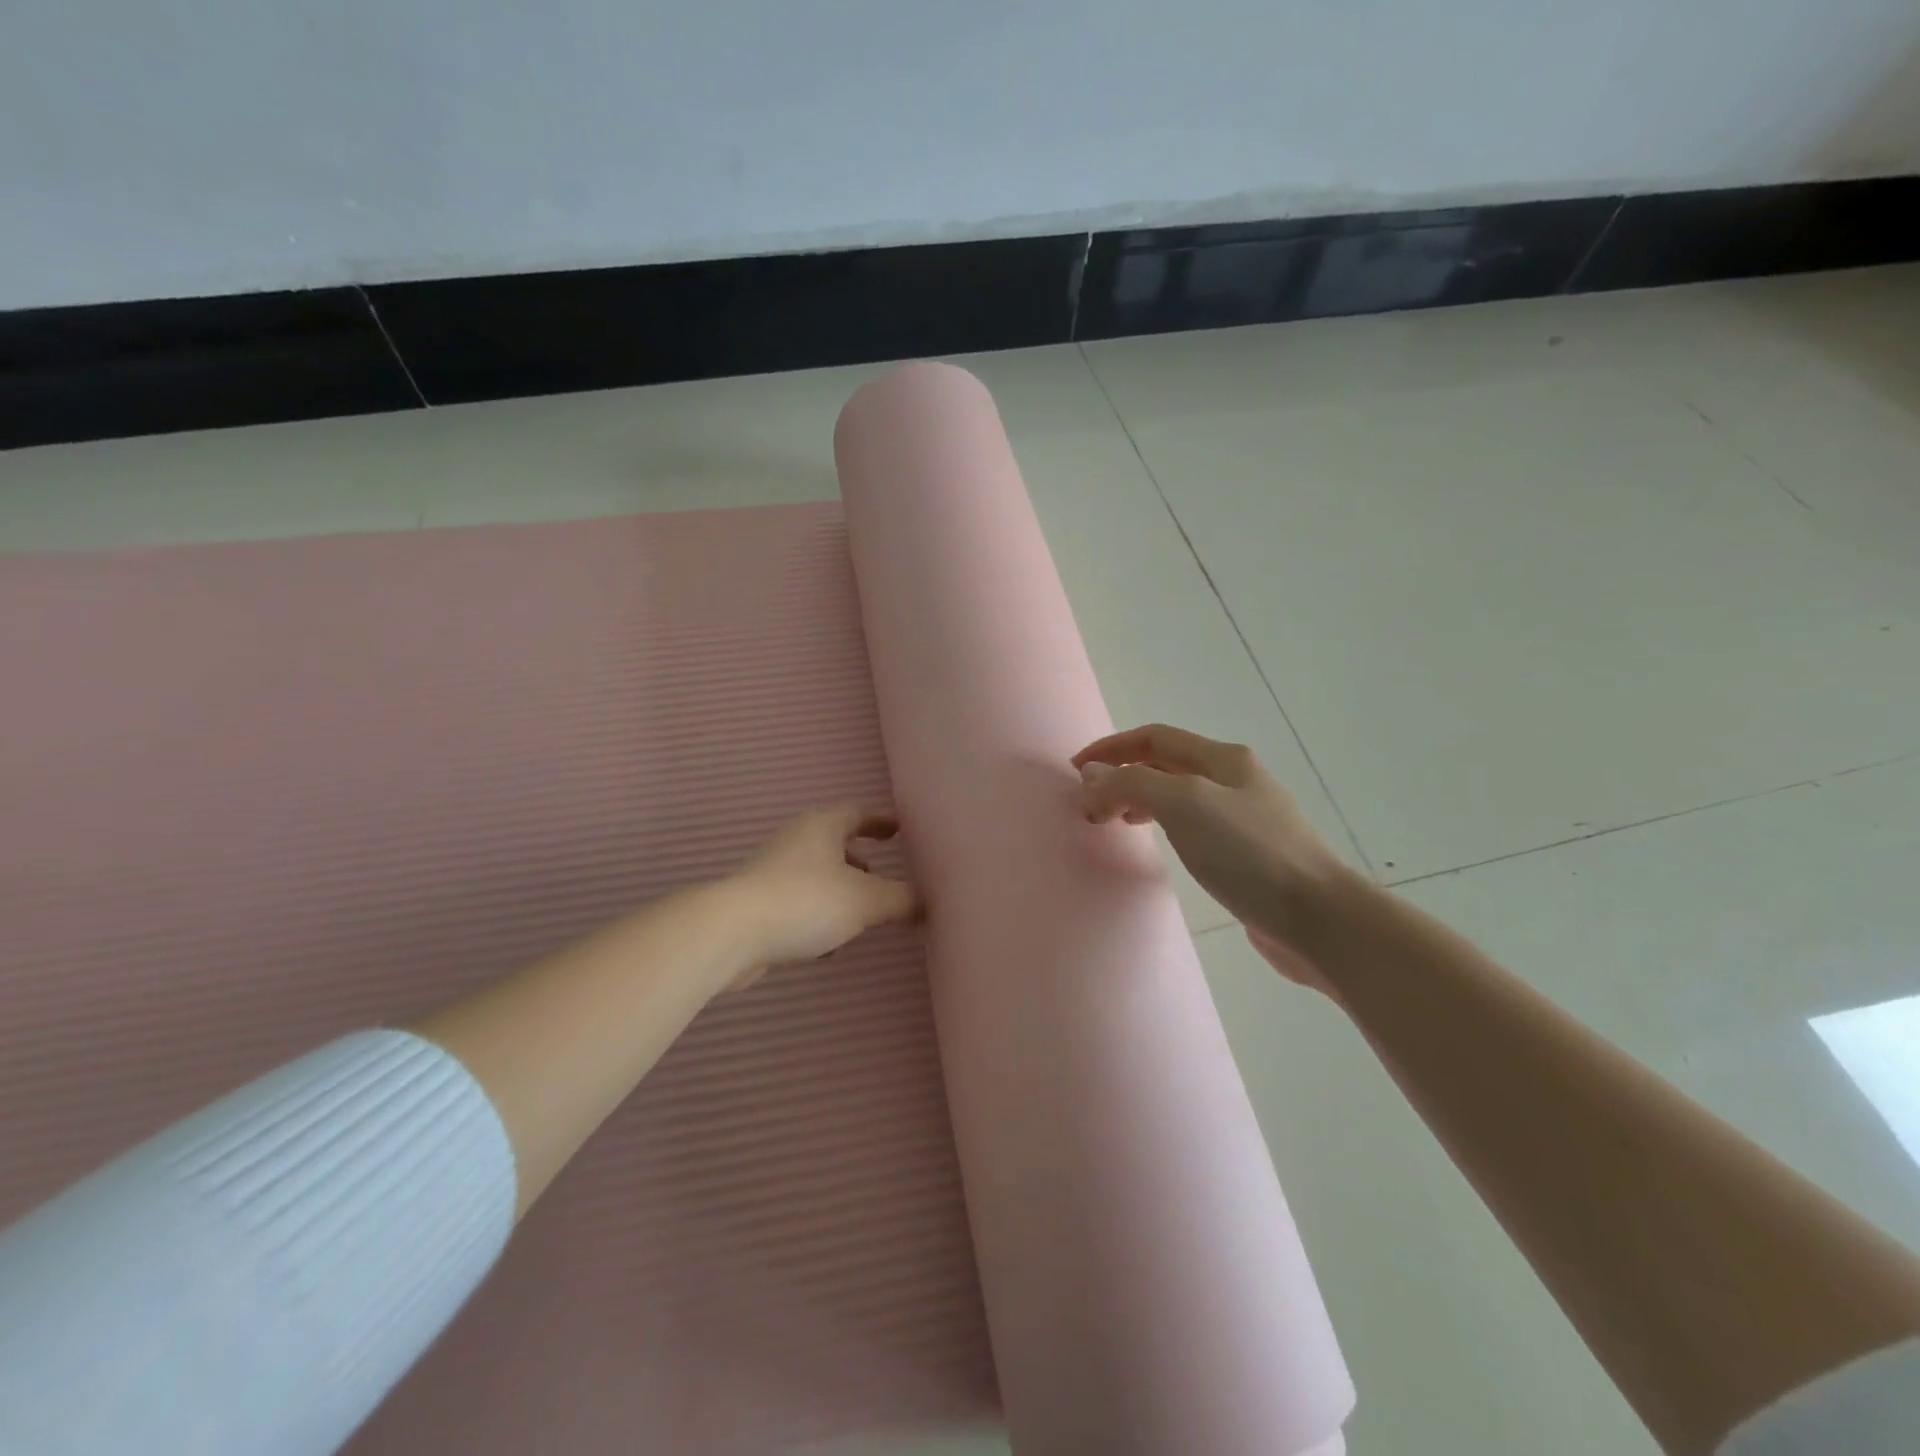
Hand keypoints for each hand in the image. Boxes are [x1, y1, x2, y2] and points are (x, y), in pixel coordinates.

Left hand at [725, 806, 920, 987]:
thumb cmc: (806, 901)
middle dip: (860, 861)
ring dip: (840, 892)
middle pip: (835, 844)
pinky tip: (828, 947)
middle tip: (883, 877)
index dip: (881, 822)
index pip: (858, 813)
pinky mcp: (758, 903)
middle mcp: (796, 840)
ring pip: (817, 876)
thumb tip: (927, 903)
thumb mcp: (866, 901)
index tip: (899, 830)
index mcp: (822, 826)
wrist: (731, 933)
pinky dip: (819, 915)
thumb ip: (902, 901)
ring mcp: (773, 871)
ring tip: (861, 917)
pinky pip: (799, 902)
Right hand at [1073, 724, 1352, 992]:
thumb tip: (1092, 776)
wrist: (1319, 918)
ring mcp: (1245, 818)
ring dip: (1140, 799)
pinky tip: (1160, 844)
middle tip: (1091, 804)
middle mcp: (1235, 780)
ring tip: (1114, 822)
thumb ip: (1132, 784)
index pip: (1154, 738)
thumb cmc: (1249, 853)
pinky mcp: (1249, 854)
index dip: (1111, 748)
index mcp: (1223, 759)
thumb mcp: (1184, 805)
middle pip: (1166, 764)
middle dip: (1123, 775)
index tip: (1075, 770)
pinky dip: (1163, 825)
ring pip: (1178, 795)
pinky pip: (1192, 826)